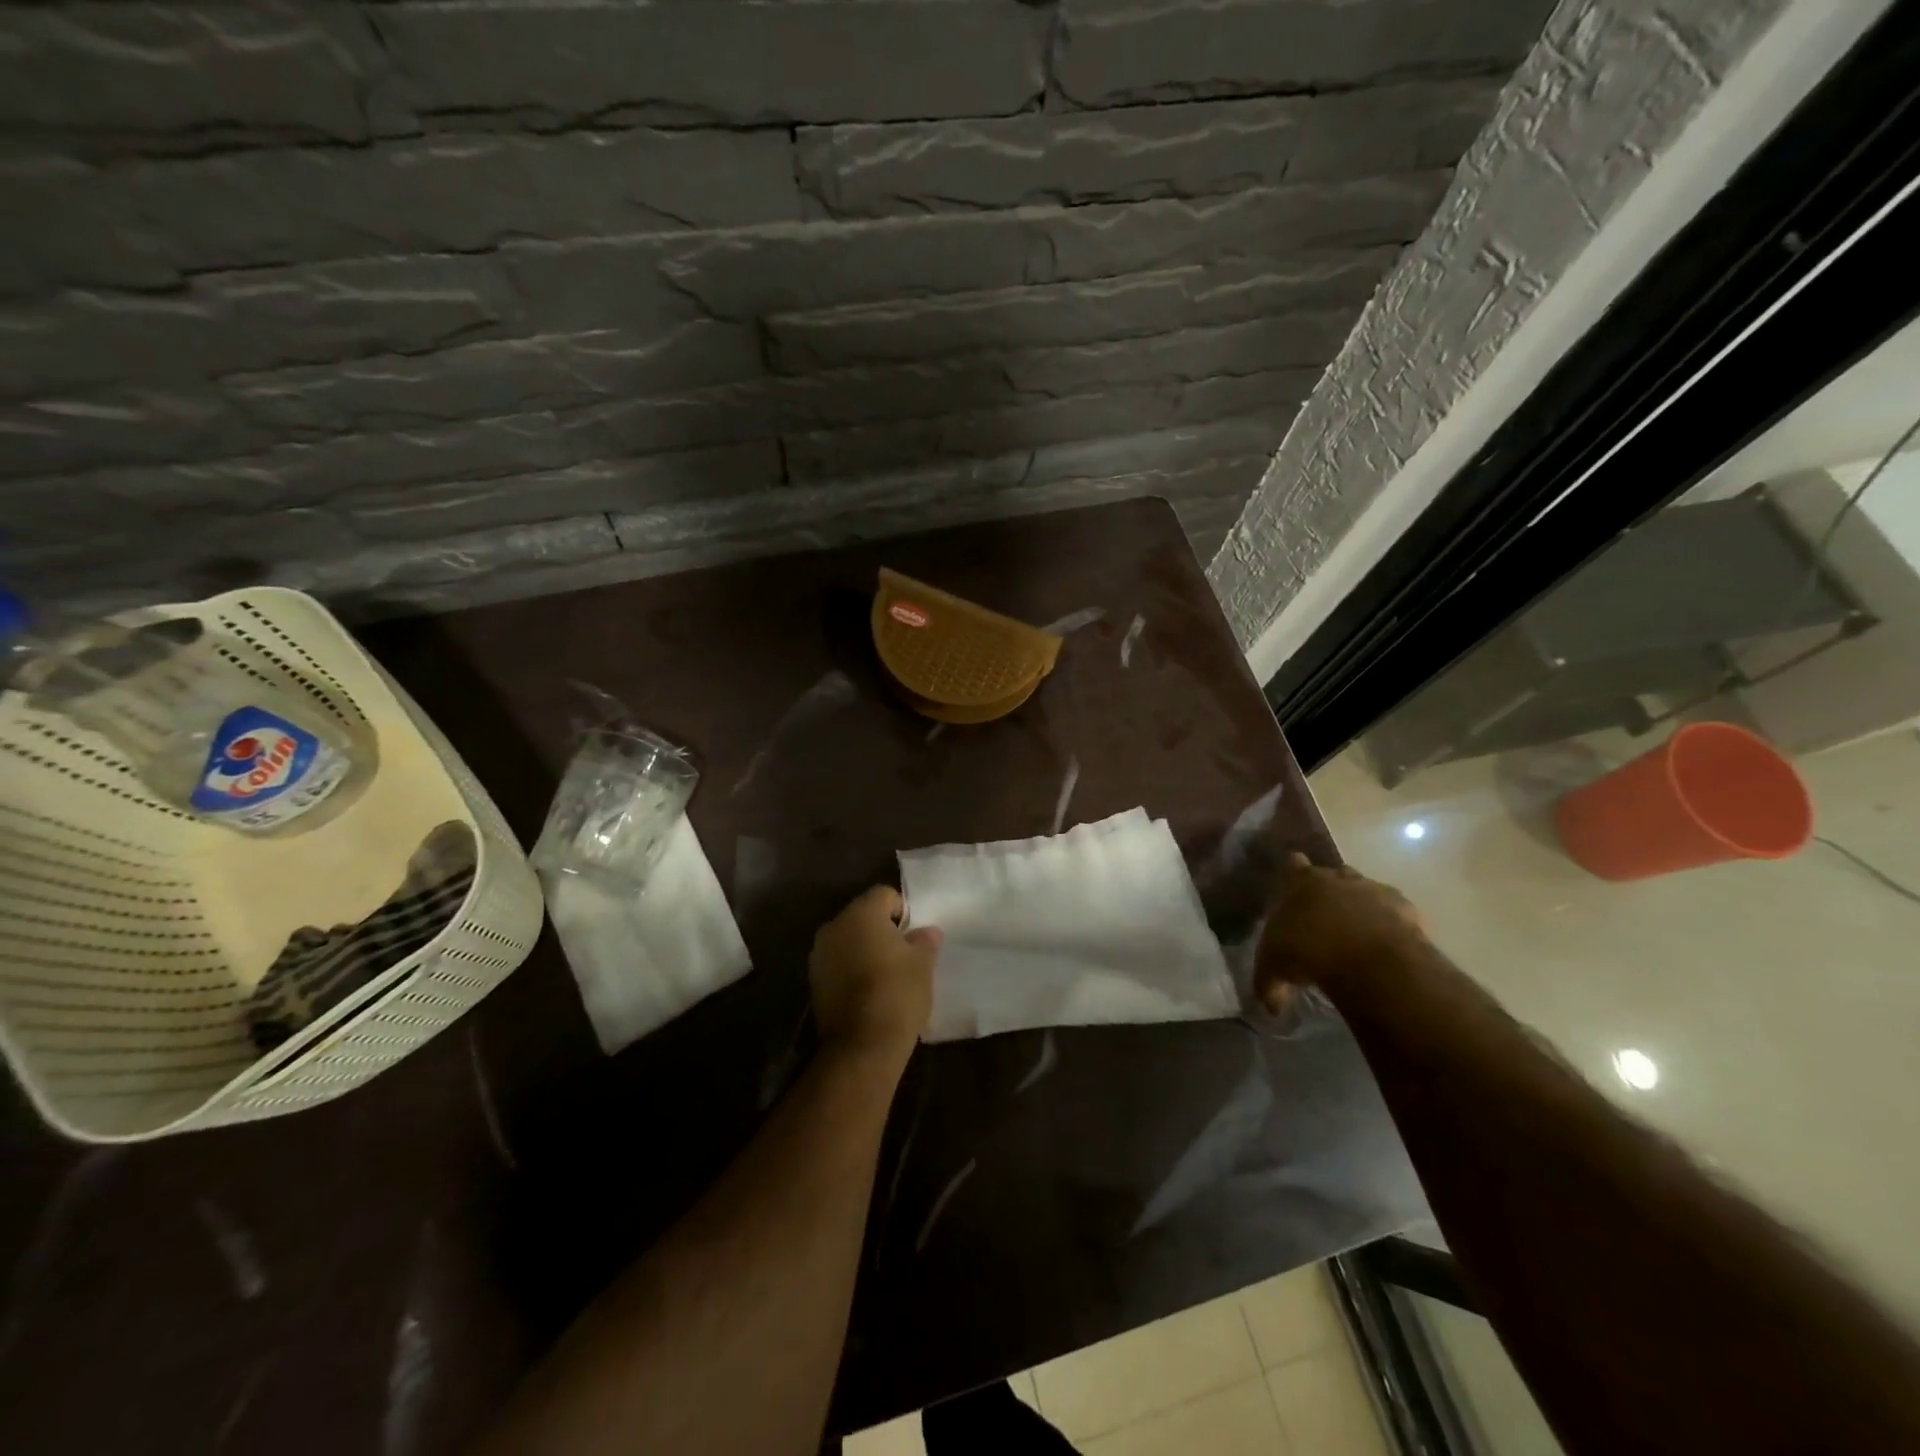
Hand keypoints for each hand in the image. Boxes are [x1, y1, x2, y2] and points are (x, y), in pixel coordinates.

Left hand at [809, 886, 940, 1069]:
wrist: (862, 1045)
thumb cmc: (897, 993)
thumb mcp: (923, 964)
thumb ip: (924, 940)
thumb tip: (926, 932)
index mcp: (861, 913)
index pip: (884, 895)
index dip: (903, 911)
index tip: (914, 935)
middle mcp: (834, 926)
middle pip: (863, 916)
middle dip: (882, 929)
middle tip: (903, 953)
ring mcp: (819, 954)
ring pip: (848, 940)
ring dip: (864, 949)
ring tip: (886, 974)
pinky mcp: (814, 981)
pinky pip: (838, 963)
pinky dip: (851, 969)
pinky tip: (868, 991)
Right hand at [1255, 853, 1427, 1009]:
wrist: (1366, 958)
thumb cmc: (1307, 951)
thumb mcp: (1273, 969)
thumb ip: (1268, 983)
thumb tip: (1272, 1006)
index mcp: (1300, 882)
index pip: (1293, 865)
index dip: (1294, 875)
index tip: (1294, 887)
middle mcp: (1336, 878)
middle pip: (1333, 874)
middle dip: (1331, 890)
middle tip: (1326, 916)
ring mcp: (1373, 890)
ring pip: (1367, 890)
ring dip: (1362, 907)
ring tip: (1359, 934)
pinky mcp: (1406, 909)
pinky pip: (1397, 913)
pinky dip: (1392, 925)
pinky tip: (1387, 945)